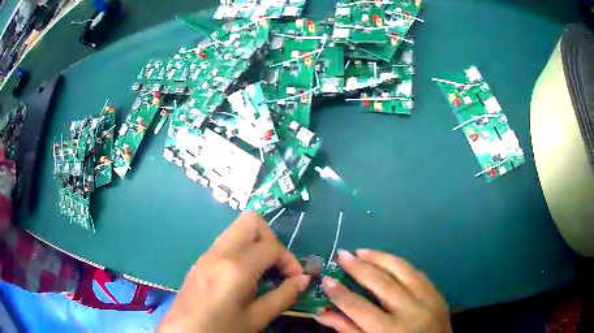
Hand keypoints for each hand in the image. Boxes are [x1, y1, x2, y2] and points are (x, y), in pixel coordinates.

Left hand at [158, 212, 309, 332]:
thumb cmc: (221, 330)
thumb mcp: (256, 319)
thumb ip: (283, 297)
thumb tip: (302, 279)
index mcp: (236, 267)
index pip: (272, 246)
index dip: (290, 260)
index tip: (294, 279)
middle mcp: (220, 252)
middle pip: (251, 221)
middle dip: (271, 239)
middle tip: (276, 266)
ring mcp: (206, 254)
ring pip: (237, 229)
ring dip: (256, 243)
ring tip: (262, 272)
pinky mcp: (200, 260)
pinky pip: (226, 242)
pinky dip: (241, 250)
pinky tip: (243, 276)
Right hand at [316, 249, 450, 332]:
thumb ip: (348, 329)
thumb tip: (322, 312)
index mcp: (391, 331)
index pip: (359, 307)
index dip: (340, 293)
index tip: (326, 279)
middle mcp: (411, 311)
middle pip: (381, 283)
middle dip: (358, 267)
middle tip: (342, 254)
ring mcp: (428, 299)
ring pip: (402, 270)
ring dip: (379, 257)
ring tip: (361, 251)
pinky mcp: (437, 293)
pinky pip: (416, 272)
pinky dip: (398, 264)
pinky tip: (386, 260)